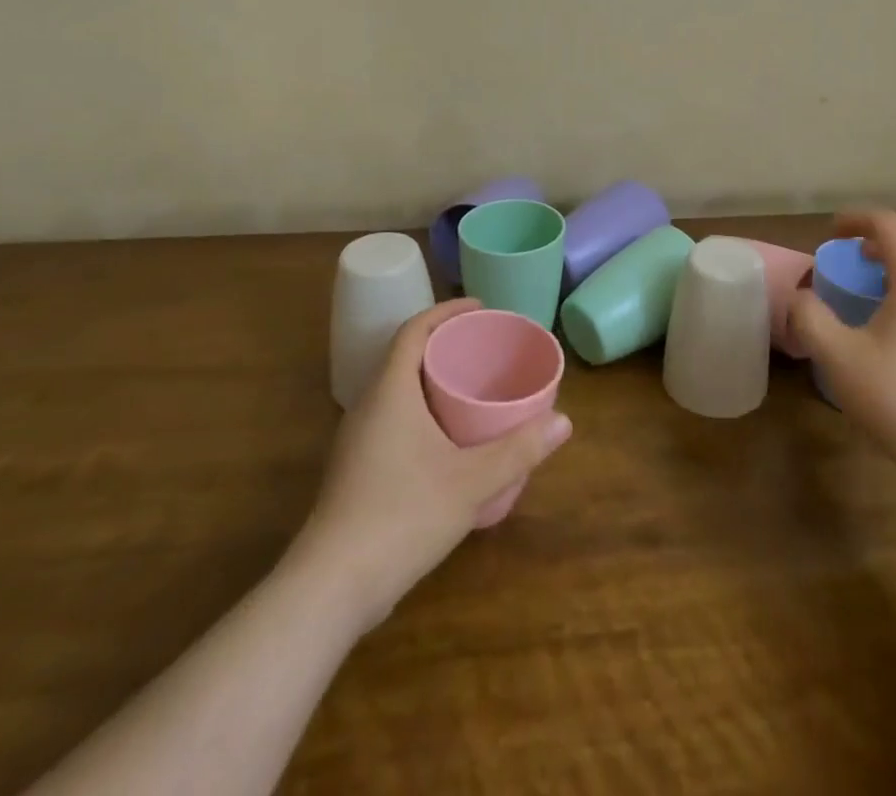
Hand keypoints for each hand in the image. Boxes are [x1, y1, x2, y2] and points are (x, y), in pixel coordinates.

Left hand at [289, 298, 572, 630]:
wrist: (330, 588)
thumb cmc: (402, 517)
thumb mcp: (471, 482)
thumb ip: (519, 450)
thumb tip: (564, 421)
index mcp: (390, 391)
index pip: (413, 330)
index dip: (446, 311)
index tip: (480, 308)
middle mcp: (369, 406)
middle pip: (405, 355)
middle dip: (445, 343)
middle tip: (485, 346)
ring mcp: (357, 440)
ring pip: (397, 389)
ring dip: (432, 378)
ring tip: (473, 386)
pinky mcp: (357, 469)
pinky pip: (393, 417)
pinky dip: (422, 409)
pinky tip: (448, 438)